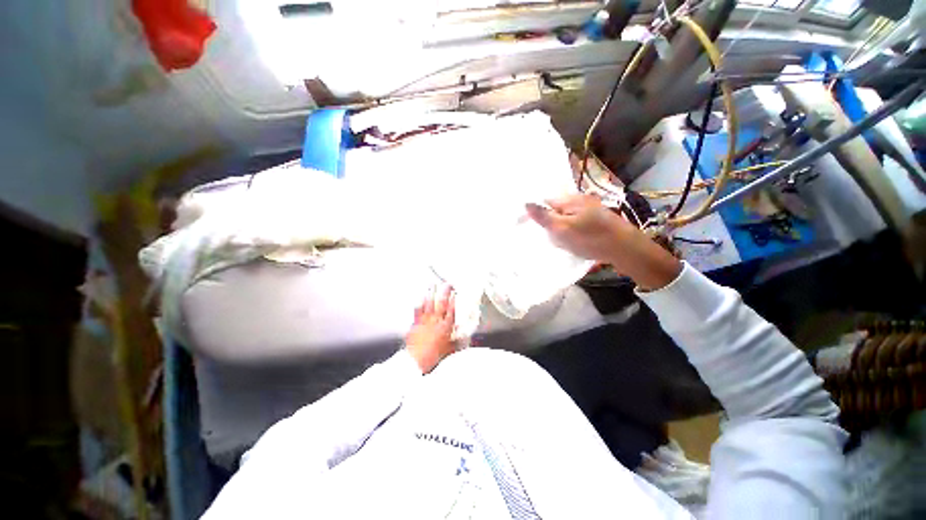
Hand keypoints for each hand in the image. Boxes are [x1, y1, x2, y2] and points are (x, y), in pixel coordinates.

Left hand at [405, 286, 456, 372]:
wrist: (416, 361)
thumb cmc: (434, 356)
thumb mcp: (449, 350)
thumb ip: (458, 343)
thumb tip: (466, 340)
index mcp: (446, 327)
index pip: (452, 310)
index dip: (454, 300)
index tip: (455, 293)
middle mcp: (436, 321)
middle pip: (441, 303)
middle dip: (445, 292)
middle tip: (447, 284)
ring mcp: (425, 320)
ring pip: (429, 303)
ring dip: (431, 292)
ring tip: (433, 284)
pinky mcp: (416, 322)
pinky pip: (418, 309)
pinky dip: (420, 301)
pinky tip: (420, 295)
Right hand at [526, 194, 681, 290]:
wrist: (626, 248)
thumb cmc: (590, 239)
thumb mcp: (562, 229)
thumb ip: (543, 217)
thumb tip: (526, 203)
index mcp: (570, 200)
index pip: (543, 202)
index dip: (532, 212)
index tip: (521, 224)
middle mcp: (579, 200)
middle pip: (554, 210)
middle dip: (548, 224)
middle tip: (550, 238)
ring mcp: (589, 209)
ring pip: (564, 219)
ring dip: (559, 230)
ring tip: (565, 243)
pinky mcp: (596, 220)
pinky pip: (575, 224)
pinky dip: (570, 233)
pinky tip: (576, 243)